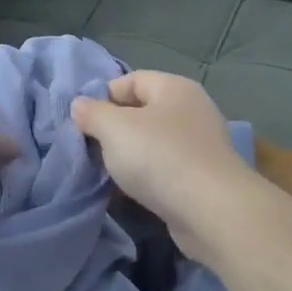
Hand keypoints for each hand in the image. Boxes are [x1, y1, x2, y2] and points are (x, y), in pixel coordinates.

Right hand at [71, 72, 255, 250]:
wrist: (211, 210)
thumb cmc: (159, 157)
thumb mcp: (114, 128)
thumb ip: (92, 113)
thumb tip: (80, 105)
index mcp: (174, 88)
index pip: (132, 79)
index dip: (105, 96)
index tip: (84, 122)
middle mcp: (192, 110)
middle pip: (144, 112)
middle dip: (115, 129)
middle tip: (92, 148)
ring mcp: (201, 145)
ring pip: (154, 143)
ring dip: (131, 156)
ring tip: (109, 173)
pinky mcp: (203, 177)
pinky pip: (166, 169)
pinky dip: (148, 177)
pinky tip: (133, 192)